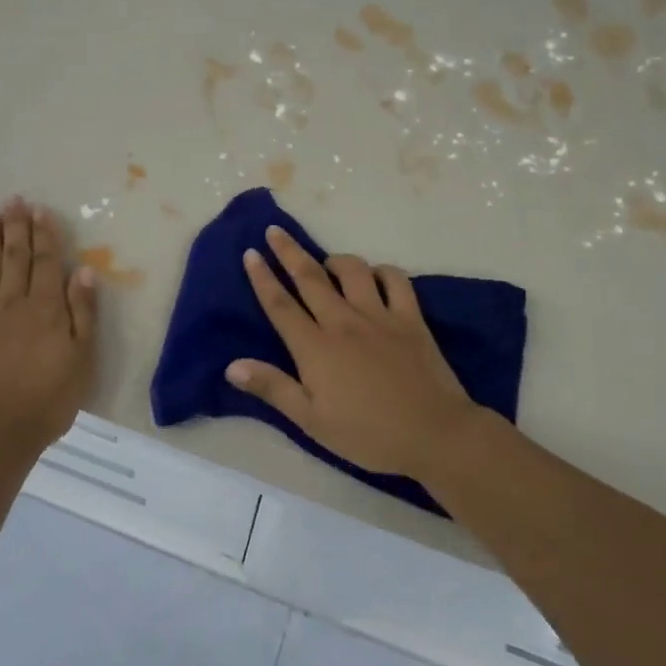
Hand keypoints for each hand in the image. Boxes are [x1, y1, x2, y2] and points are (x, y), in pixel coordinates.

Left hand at [0, 197, 97, 451]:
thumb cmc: (50, 398)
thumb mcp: (82, 358)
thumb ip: (83, 313)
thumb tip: (84, 271)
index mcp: (47, 308)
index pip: (47, 262)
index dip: (44, 235)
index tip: (40, 210)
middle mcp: (14, 303)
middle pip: (15, 257)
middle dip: (16, 228)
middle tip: (14, 200)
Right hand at [226, 227, 488, 481]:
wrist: (434, 434)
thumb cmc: (367, 434)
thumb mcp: (311, 421)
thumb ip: (273, 388)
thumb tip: (232, 365)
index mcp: (315, 348)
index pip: (280, 304)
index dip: (262, 277)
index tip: (250, 253)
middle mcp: (343, 322)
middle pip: (310, 277)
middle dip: (288, 252)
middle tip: (275, 231)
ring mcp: (379, 316)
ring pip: (353, 270)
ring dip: (335, 260)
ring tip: (326, 263)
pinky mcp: (411, 318)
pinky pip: (396, 279)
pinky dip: (382, 271)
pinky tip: (375, 276)